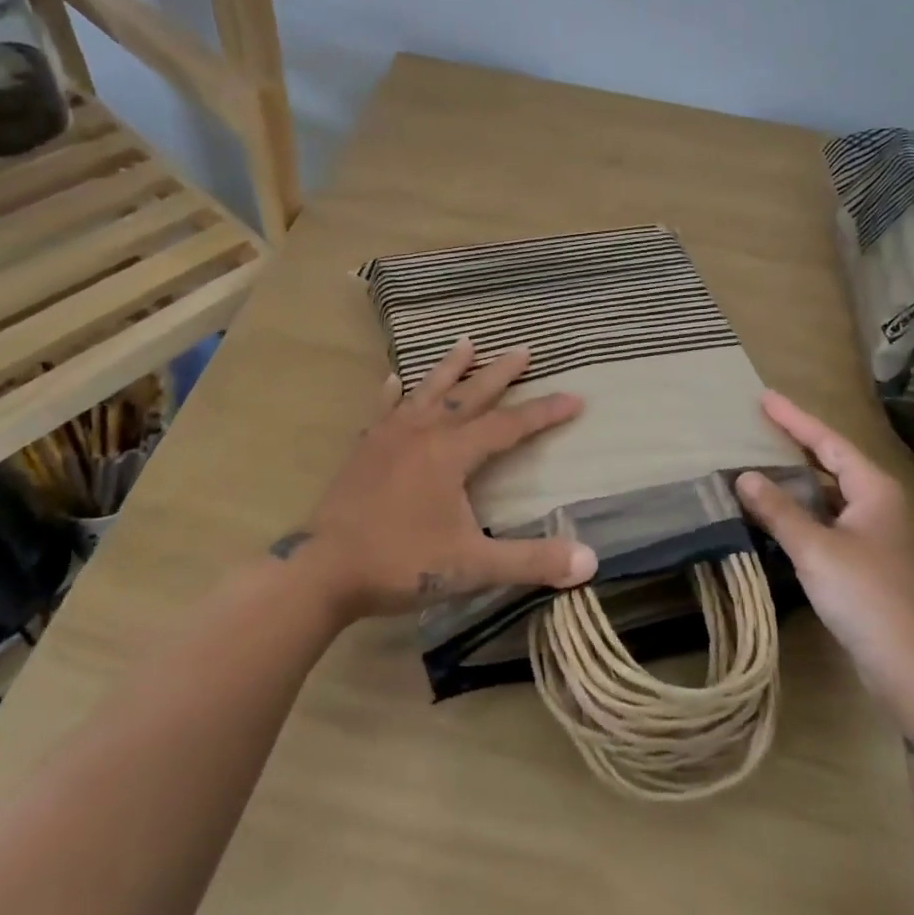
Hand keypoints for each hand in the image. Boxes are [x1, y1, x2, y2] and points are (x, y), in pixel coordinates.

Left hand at [277, 339, 597, 620]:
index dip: (545, 412)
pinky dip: (392, 394)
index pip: (510, 425)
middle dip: (501, 373)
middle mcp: (424, 433)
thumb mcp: (473, 566)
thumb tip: (590, 561)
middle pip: (471, 395)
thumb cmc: (401, 563)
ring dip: (450, 368)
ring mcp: (390, 437)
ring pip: (427, 392)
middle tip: (523, 349)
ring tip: (466, 343)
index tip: (575, 398)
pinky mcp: (364, 449)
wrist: (323, 571)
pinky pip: (383, 411)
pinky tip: (393, 380)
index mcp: (453, 453)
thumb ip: (531, 561)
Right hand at [737, 391, 913, 692]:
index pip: (828, 441)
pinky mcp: (866, 559)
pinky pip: (828, 517)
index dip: (794, 418)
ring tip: (762, 460)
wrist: (909, 663)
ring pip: (829, 491)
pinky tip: (779, 512)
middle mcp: (878, 502)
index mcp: (873, 488)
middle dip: (797, 441)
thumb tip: (745, 477)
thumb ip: (778, 511)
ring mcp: (874, 532)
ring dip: (798, 477)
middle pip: (832, 461)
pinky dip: (802, 507)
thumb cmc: (865, 594)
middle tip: (760, 423)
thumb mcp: (815, 548)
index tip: (764, 397)